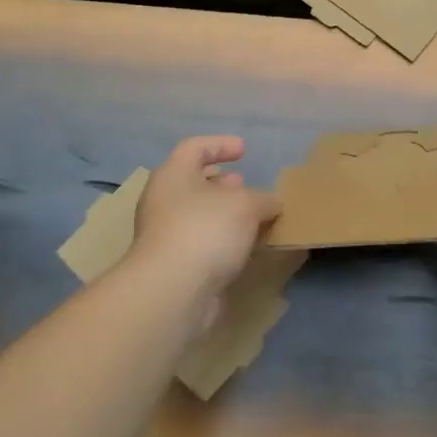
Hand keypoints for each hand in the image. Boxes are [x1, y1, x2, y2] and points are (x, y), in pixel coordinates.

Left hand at [130, 135, 280, 301]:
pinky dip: (225, 241)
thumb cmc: (205, 230)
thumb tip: (271, 204)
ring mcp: (167, 235)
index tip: (244, 150)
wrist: (173, 291)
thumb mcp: (246, 205)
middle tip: (246, 185)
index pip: (194, 148)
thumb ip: (263, 199)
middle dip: (223, 183)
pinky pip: (204, 243)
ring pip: (200, 216)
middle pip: (194, 183)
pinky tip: (248, 248)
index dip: (220, 145)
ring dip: (226, 215)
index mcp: (173, 175)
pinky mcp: (176, 266)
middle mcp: (164, 201)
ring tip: (256, 218)